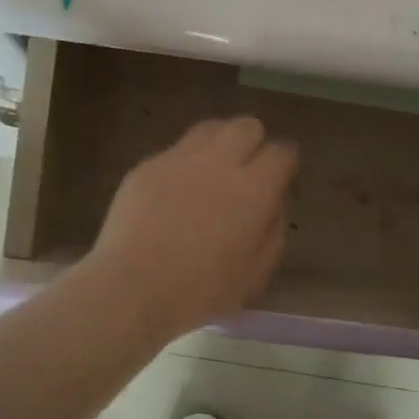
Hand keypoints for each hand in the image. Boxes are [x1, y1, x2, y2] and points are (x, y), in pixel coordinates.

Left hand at [80, 117, 298, 341]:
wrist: (132, 289)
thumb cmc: (201, 292)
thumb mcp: (256, 274)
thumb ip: (273, 230)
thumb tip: (273, 203)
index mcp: (254, 189)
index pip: (282, 151)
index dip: (285, 163)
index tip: (280, 179)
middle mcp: (220, 162)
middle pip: (247, 126)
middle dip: (253, 144)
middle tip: (245, 172)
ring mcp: (180, 159)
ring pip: (210, 128)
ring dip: (219, 144)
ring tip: (211, 172)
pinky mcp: (147, 165)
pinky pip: (175, 151)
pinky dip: (183, 164)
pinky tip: (174, 192)